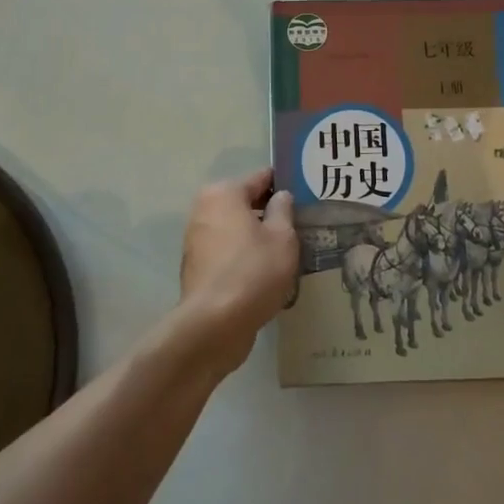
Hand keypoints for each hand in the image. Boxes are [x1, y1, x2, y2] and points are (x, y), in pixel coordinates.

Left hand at [177, 169, 297, 373]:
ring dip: (257, 236)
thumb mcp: (282, 237)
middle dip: (270, 212)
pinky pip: (228, 251)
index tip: (307, 194)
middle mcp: (204, 209)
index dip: (285, 184)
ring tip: (288, 250)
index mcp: (224, 193)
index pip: (261, 178)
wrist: (214, 324)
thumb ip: (283, 210)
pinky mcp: (196, 267)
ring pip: (236, 228)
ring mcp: (196, 240)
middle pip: (245, 203)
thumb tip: (280, 196)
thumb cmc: (254, 271)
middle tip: (301, 223)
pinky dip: (244, 255)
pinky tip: (266, 271)